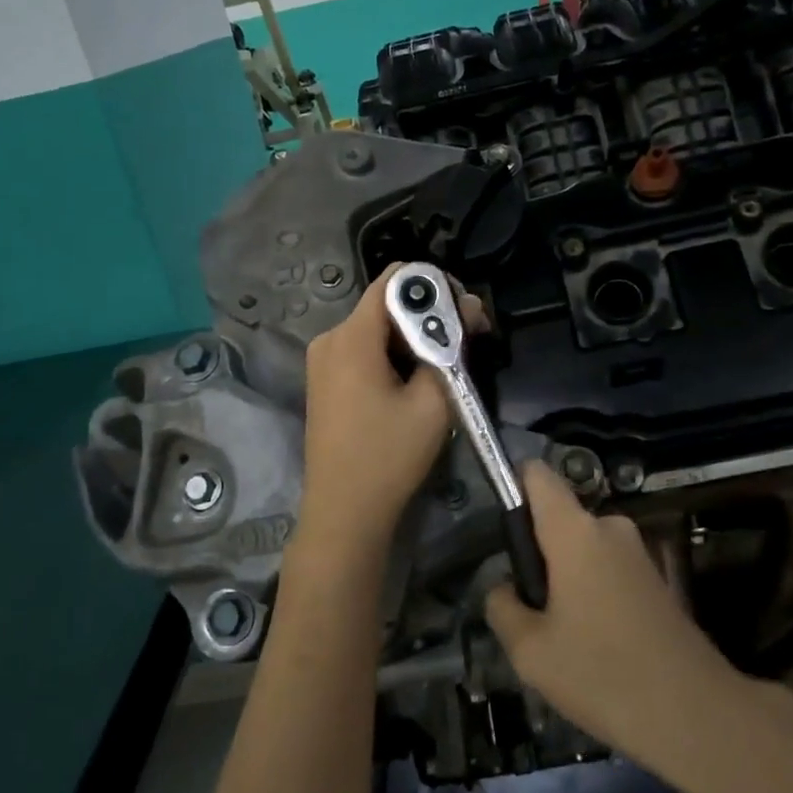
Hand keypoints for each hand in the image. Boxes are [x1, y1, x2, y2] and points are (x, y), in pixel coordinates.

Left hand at [297, 265, 486, 565]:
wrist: (344, 513)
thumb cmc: (390, 457)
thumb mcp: (434, 400)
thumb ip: (452, 345)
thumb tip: (469, 306)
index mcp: (352, 336)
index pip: (396, 279)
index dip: (436, 286)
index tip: (466, 312)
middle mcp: (330, 338)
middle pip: (387, 303)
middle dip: (431, 315)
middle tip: (470, 341)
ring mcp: (322, 360)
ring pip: (378, 327)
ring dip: (415, 337)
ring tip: (449, 366)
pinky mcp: (324, 381)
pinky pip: (365, 350)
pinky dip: (395, 354)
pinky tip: (418, 380)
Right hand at [485, 464, 746, 762]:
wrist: (695, 715)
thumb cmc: (602, 674)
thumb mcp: (530, 651)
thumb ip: (503, 608)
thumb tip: (506, 589)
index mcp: (575, 531)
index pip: (537, 475)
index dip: (514, 488)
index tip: (504, 535)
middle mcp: (609, 527)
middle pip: (559, 519)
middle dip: (539, 555)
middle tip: (533, 611)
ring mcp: (638, 552)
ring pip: (582, 549)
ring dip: (566, 580)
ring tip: (564, 638)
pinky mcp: (657, 579)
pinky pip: (607, 569)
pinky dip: (594, 594)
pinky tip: (598, 645)